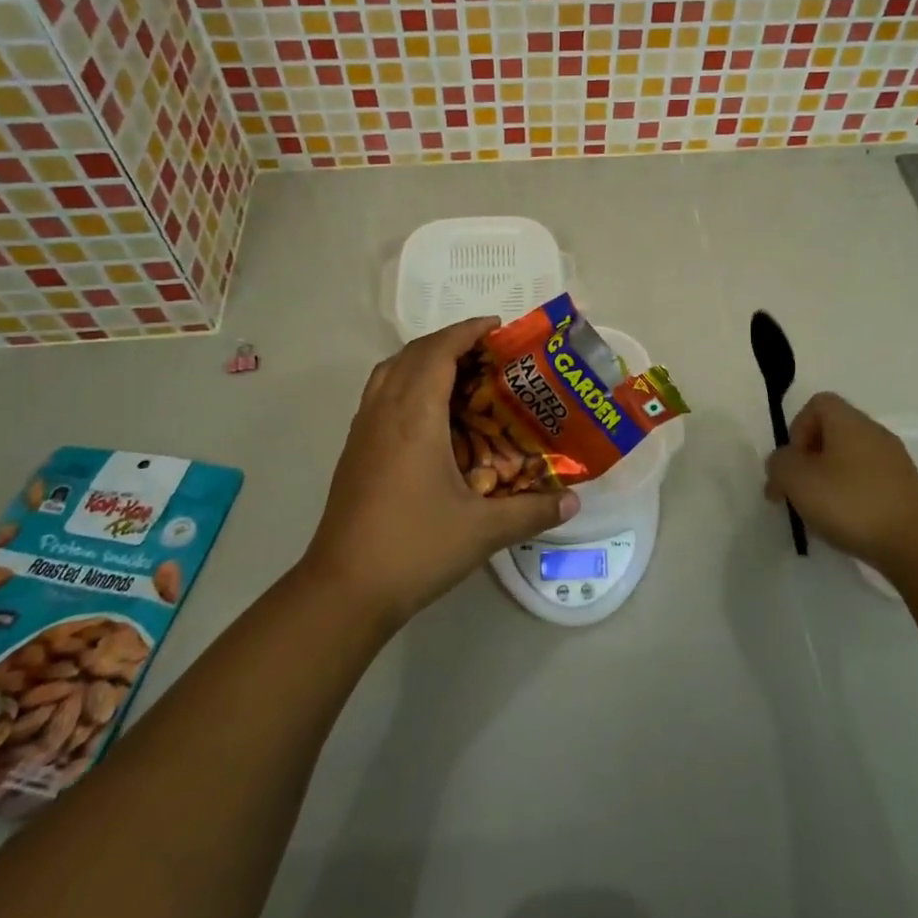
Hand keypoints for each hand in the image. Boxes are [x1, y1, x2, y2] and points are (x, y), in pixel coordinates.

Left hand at [305, 318, 580, 628]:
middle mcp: (385, 411)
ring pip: (391, 370)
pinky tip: (429, 414)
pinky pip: (380, 393)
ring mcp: (363, 429)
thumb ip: (532, 511)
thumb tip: (574, 501)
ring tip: (459, 373)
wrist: (343, 590)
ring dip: (423, 358)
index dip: (467, 331)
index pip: (439, 352)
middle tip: (488, 352)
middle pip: (413, 353)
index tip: (497, 327)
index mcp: (415, 416)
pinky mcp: (354, 449)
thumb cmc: (415, 548)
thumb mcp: (483, 530)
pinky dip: (406, 382)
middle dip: (450, 341)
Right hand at [763, 393, 917, 572]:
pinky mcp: (905, 490)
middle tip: (797, 493)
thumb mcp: (797, 479)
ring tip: (819, 514)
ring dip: (828, 481)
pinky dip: (851, 497)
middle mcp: (873, 433)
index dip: (797, 428)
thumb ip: (779, 464)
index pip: (817, 404)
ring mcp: (894, 462)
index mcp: (848, 421)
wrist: (917, 545)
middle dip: (808, 461)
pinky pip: (868, 482)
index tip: (793, 462)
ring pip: (848, 460)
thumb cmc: (851, 502)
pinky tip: (846, 525)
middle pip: (831, 433)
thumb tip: (784, 463)